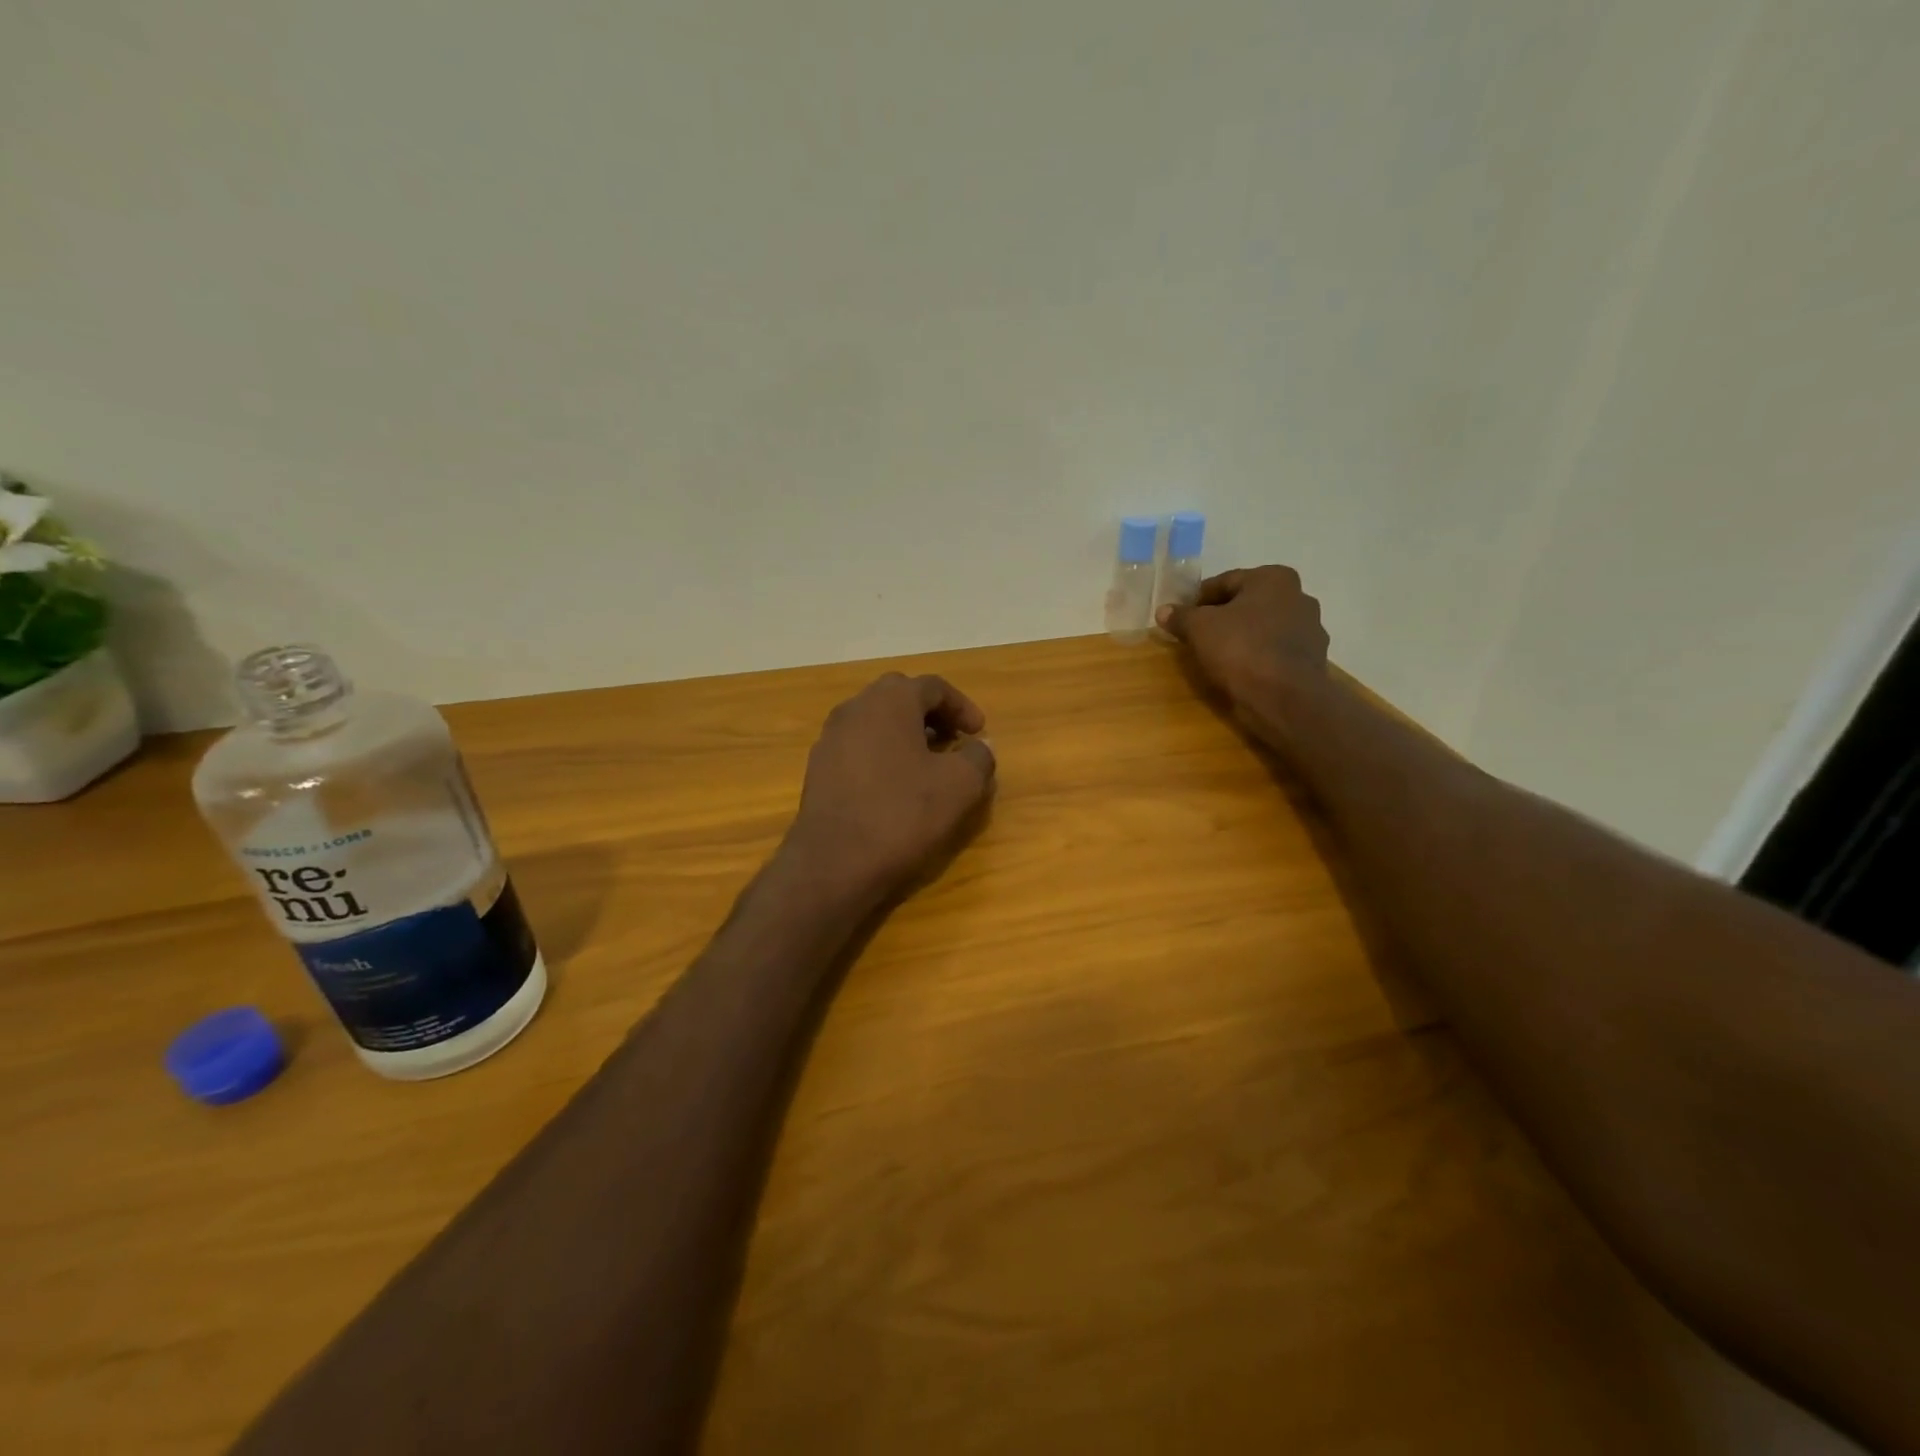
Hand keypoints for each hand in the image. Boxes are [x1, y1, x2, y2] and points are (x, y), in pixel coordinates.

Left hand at [785, 673, 996, 901]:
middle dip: (931, 714)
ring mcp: (830, 738)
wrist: (834, 863)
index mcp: (890, 701)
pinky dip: (882, 754)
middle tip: (953, 740)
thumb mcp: (960, 786)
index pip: (933, 686)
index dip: (962, 706)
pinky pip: (858, 747)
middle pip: (899, 696)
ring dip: (905, 734)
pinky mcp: (818, 769)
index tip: (979, 732)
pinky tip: (895, 786)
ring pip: (875, 721)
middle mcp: (855, 708)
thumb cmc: (903, 814)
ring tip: (927, 764)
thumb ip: (978, 757)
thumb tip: (980, 746)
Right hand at [1157, 565, 1329, 739]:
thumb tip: (1163, 610)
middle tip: (1196, 636)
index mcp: (1274, 578)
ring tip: (1217, 656)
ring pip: (1263, 628)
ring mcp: (1310, 629)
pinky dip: (1258, 656)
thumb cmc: (1241, 649)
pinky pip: (1274, 651)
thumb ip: (1181, 616)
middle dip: (1222, 617)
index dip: (1198, 599)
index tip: (1181, 617)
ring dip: (1241, 637)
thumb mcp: (1199, 628)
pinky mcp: (1312, 660)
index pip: (1225, 582)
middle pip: (1247, 604)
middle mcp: (1299, 596)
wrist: (1284, 698)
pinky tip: (1240, 671)